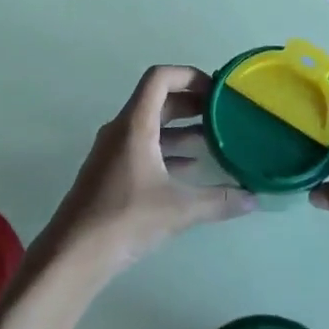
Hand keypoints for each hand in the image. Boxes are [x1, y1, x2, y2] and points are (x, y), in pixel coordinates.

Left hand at [42, 65, 254, 281]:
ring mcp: (113, 150)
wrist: (74, 252)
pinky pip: (143, 147)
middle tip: (222, 113)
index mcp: (134, 124)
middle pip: (157, 100)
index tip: (216, 90)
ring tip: (213, 138)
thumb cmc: (125, 219)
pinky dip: (167, 149)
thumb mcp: (178, 209)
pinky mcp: (111, 171)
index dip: (189, 75)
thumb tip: (254, 198)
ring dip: (180, 127)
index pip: (159, 78)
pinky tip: (190, 167)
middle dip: (190, 102)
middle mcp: (121, 129)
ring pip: (150, 125)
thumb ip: (219, 201)